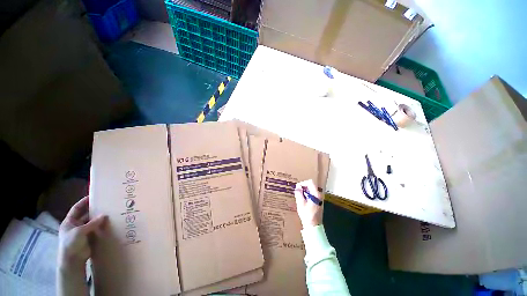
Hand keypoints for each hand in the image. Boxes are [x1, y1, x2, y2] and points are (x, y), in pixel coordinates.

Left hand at [58, 196, 106, 271]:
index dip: (84, 202)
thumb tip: (105, 215)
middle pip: (86, 215)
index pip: (77, 209)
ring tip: (111, 213)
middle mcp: (76, 225)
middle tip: (106, 205)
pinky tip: (110, 224)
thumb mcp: (80, 231)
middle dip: (95, 211)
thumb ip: (92, 223)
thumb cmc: (71, 243)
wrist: (72, 260)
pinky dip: (102, 227)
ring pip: (93, 223)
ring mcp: (83, 232)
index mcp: (69, 222)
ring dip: (100, 219)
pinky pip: (97, 230)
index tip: (93, 196)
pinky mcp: (89, 238)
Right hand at [294, 179, 323, 228]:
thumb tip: (297, 187)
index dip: (303, 183)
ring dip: (304, 192)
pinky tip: (302, 201)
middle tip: (297, 193)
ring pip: (310, 190)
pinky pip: (311, 195)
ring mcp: (319, 199)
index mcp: (316, 194)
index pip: (310, 182)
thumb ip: (299, 193)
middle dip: (303, 187)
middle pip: (311, 186)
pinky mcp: (317, 202)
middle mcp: (319, 195)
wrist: (313, 227)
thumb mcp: (301, 203)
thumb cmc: (307, 215)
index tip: (297, 188)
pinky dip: (306, 195)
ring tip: (299, 197)